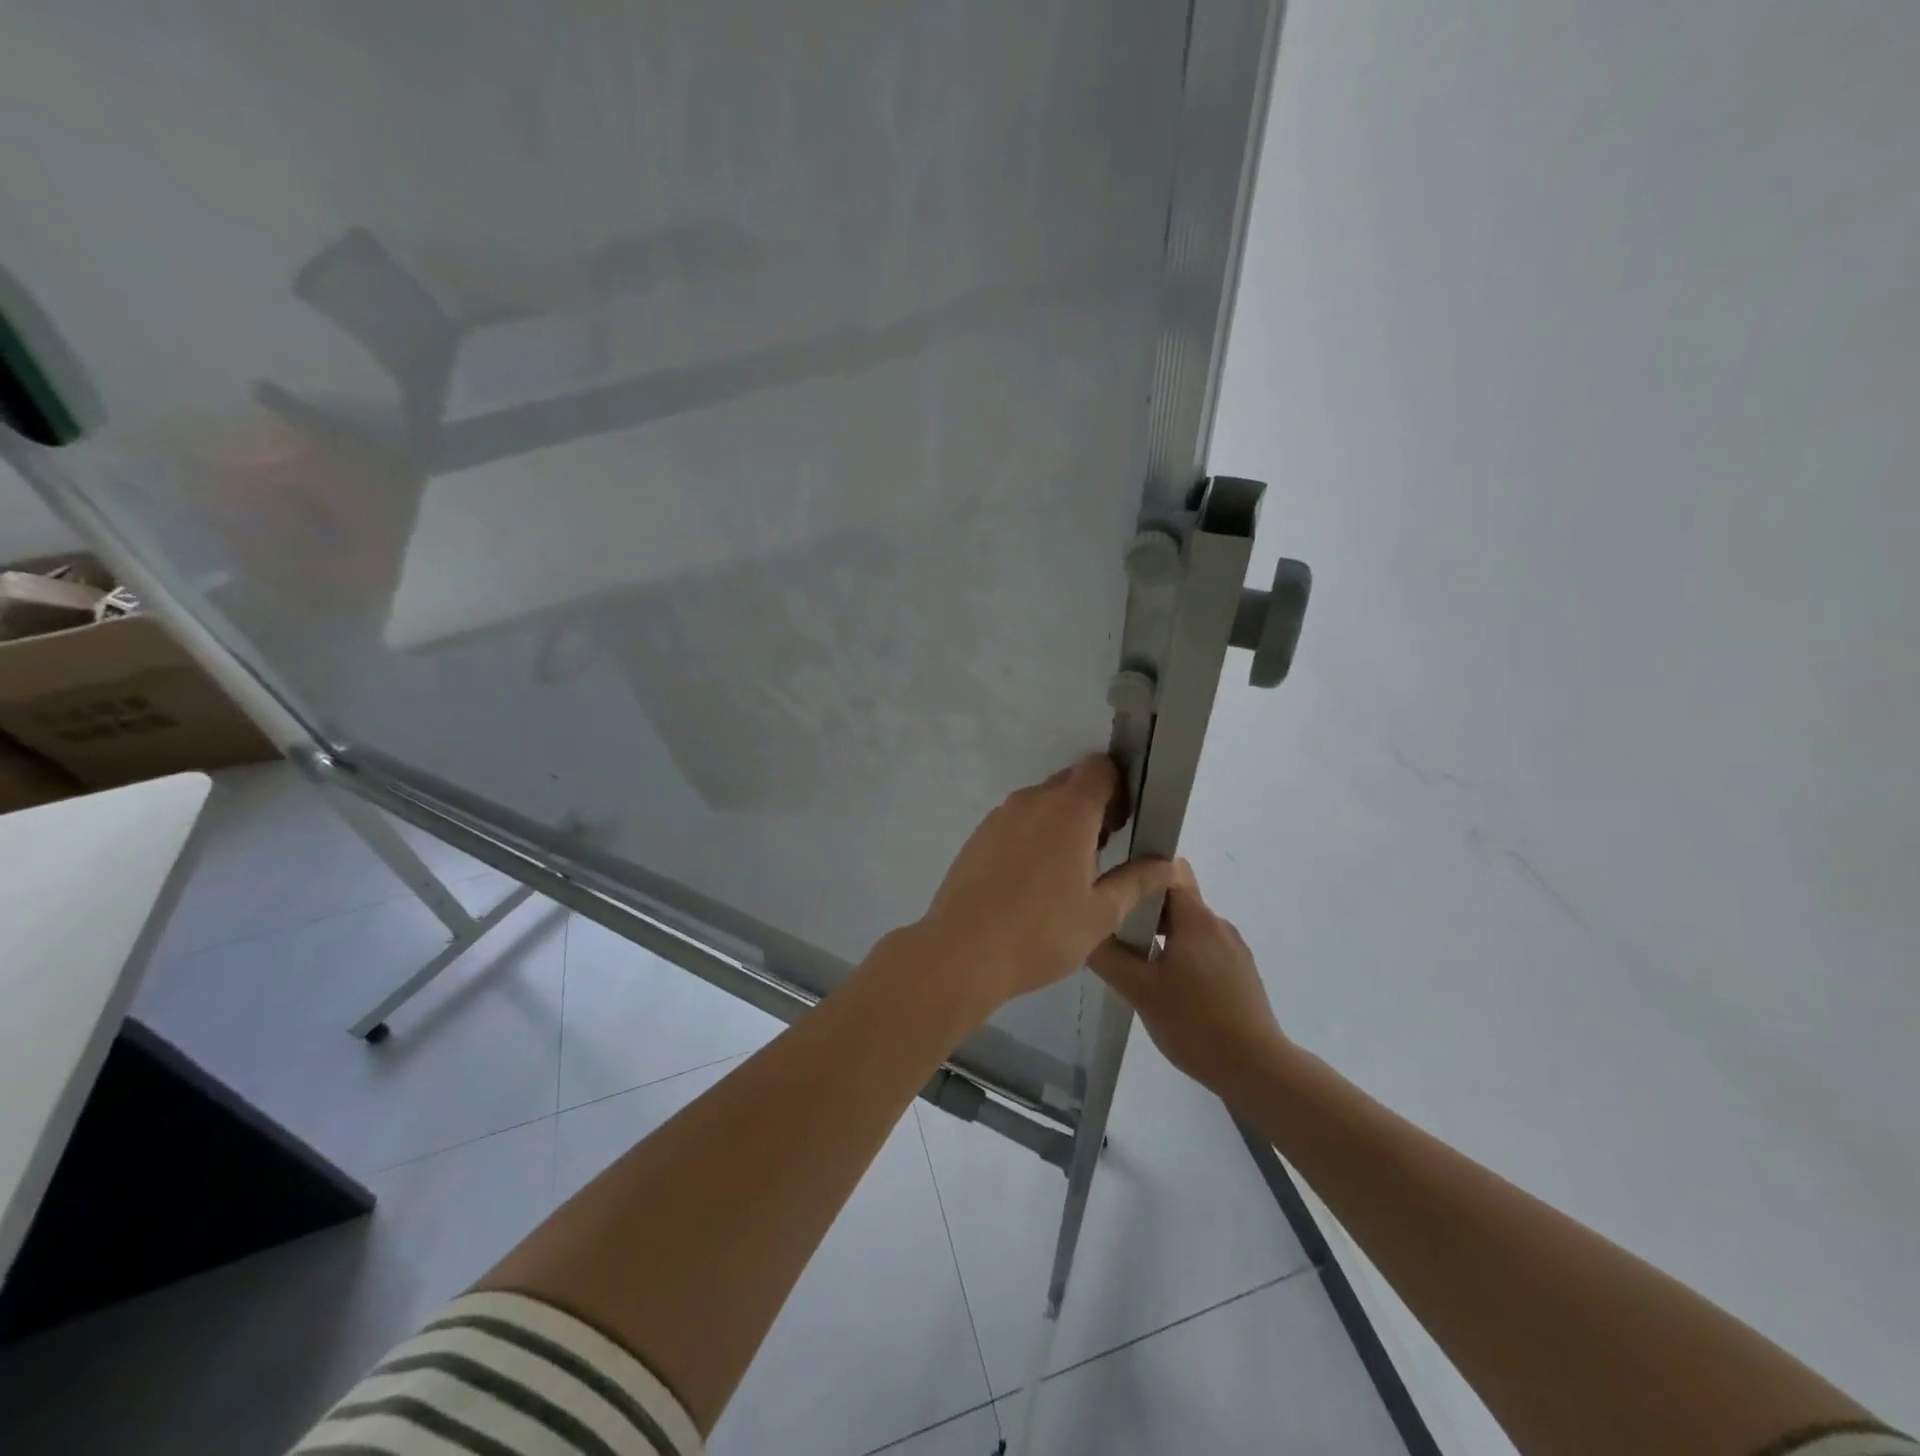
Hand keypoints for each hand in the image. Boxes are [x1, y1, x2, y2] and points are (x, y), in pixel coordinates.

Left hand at [918, 755, 1173, 1013]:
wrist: (961, 951)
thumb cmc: (1041, 933)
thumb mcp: (1100, 914)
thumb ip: (1136, 881)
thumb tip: (1165, 864)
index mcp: (1069, 810)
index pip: (1099, 768)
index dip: (1119, 787)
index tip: (1125, 821)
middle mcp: (1032, 801)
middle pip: (1070, 783)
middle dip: (1092, 805)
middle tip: (1103, 850)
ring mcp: (1000, 816)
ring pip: (1040, 802)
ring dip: (1060, 821)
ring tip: (1068, 871)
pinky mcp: (978, 836)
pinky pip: (1016, 822)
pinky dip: (1032, 835)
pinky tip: (1032, 880)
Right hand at [1089, 860, 1290, 1095]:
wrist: (1257, 1070)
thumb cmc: (1194, 1023)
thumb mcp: (1139, 990)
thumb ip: (1108, 956)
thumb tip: (1086, 929)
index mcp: (1196, 918)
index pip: (1165, 872)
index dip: (1137, 874)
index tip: (1111, 889)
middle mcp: (1218, 924)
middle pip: (1175, 899)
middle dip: (1144, 910)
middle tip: (1114, 930)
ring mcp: (1234, 949)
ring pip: (1189, 927)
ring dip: (1161, 935)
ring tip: (1135, 961)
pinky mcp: (1241, 973)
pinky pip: (1203, 948)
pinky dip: (1181, 955)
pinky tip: (1166, 985)